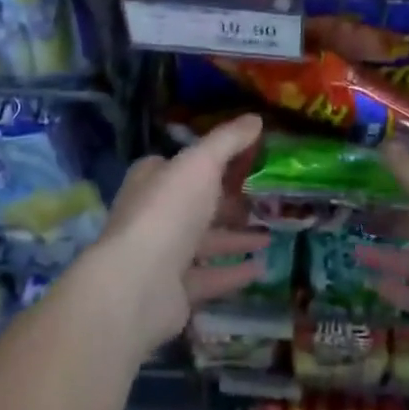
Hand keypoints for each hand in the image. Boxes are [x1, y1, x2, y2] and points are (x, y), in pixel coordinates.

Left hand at [81, 114, 268, 357]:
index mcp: (153, 179)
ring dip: (236, 237)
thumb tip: (256, 118)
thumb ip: (228, 140)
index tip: (248, 160)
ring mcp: (163, 255)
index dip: (214, 160)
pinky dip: (234, 272)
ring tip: (271, 233)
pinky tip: (262, 267)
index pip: (184, 164)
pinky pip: (210, 277)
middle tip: (266, 198)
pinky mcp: (175, 291)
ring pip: (205, 241)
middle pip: (197, 204)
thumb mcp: (201, 162)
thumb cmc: (168, 211)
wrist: (138, 284)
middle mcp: (155, 214)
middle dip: (229, 201)